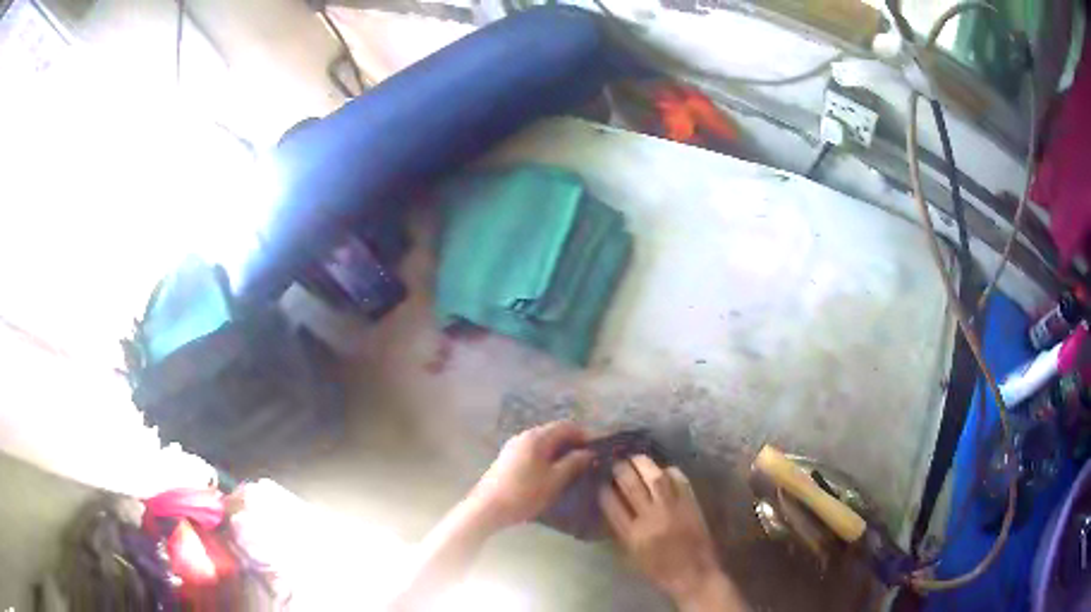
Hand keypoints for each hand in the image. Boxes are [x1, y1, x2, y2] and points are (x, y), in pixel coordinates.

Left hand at [468, 421, 593, 529]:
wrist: (487, 508)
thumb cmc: (524, 493)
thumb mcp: (555, 480)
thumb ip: (574, 463)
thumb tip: (589, 452)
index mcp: (536, 437)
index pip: (566, 426)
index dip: (584, 435)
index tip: (596, 450)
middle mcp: (523, 436)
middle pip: (553, 432)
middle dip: (571, 444)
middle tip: (587, 461)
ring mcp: (513, 447)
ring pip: (542, 443)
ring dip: (558, 452)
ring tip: (571, 469)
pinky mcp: (507, 459)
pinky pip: (532, 452)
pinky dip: (546, 458)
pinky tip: (550, 474)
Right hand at [600, 456, 743, 610]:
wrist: (694, 574)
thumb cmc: (659, 570)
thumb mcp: (632, 556)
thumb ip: (621, 531)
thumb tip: (612, 507)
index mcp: (632, 535)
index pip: (611, 504)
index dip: (604, 489)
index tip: (601, 481)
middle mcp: (651, 519)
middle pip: (632, 486)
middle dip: (621, 470)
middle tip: (616, 462)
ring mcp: (673, 509)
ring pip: (655, 477)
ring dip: (643, 464)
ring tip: (635, 458)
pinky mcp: (691, 504)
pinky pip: (680, 480)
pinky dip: (670, 471)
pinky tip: (663, 469)